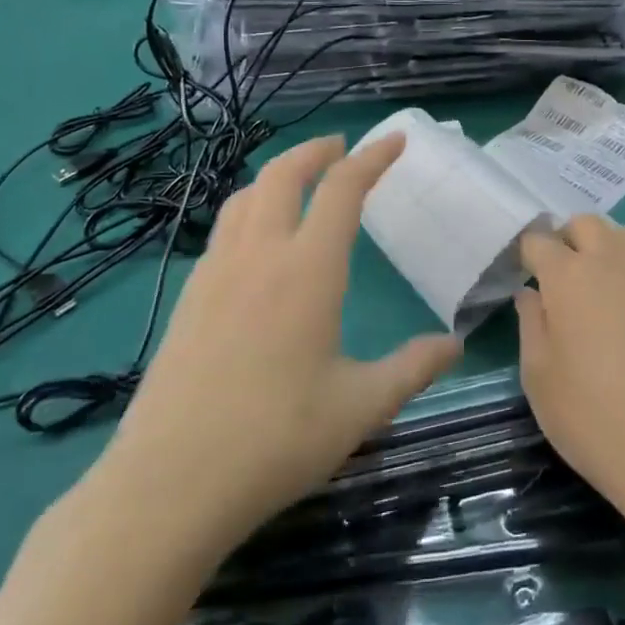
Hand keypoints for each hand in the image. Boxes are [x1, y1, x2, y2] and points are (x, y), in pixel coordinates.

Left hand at [106, 134, 461, 553]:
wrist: (170, 483)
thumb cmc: (276, 440)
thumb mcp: (361, 408)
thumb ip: (412, 369)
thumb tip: (455, 344)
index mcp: (309, 269)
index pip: (343, 189)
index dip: (372, 158)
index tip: (395, 140)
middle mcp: (260, 255)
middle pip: (283, 174)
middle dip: (316, 150)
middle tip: (341, 148)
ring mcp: (217, 272)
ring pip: (245, 196)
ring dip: (277, 175)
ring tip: (299, 183)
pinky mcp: (190, 297)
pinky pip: (224, 229)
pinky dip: (249, 209)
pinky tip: (256, 241)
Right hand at [516, 218, 624, 531]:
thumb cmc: (592, 417)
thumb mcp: (539, 378)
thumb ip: (531, 324)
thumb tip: (531, 294)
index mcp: (569, 276)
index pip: (539, 241)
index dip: (526, 255)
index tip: (521, 276)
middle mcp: (612, 263)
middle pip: (585, 223)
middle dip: (566, 239)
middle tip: (558, 278)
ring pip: (624, 236)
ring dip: (603, 248)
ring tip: (595, 288)